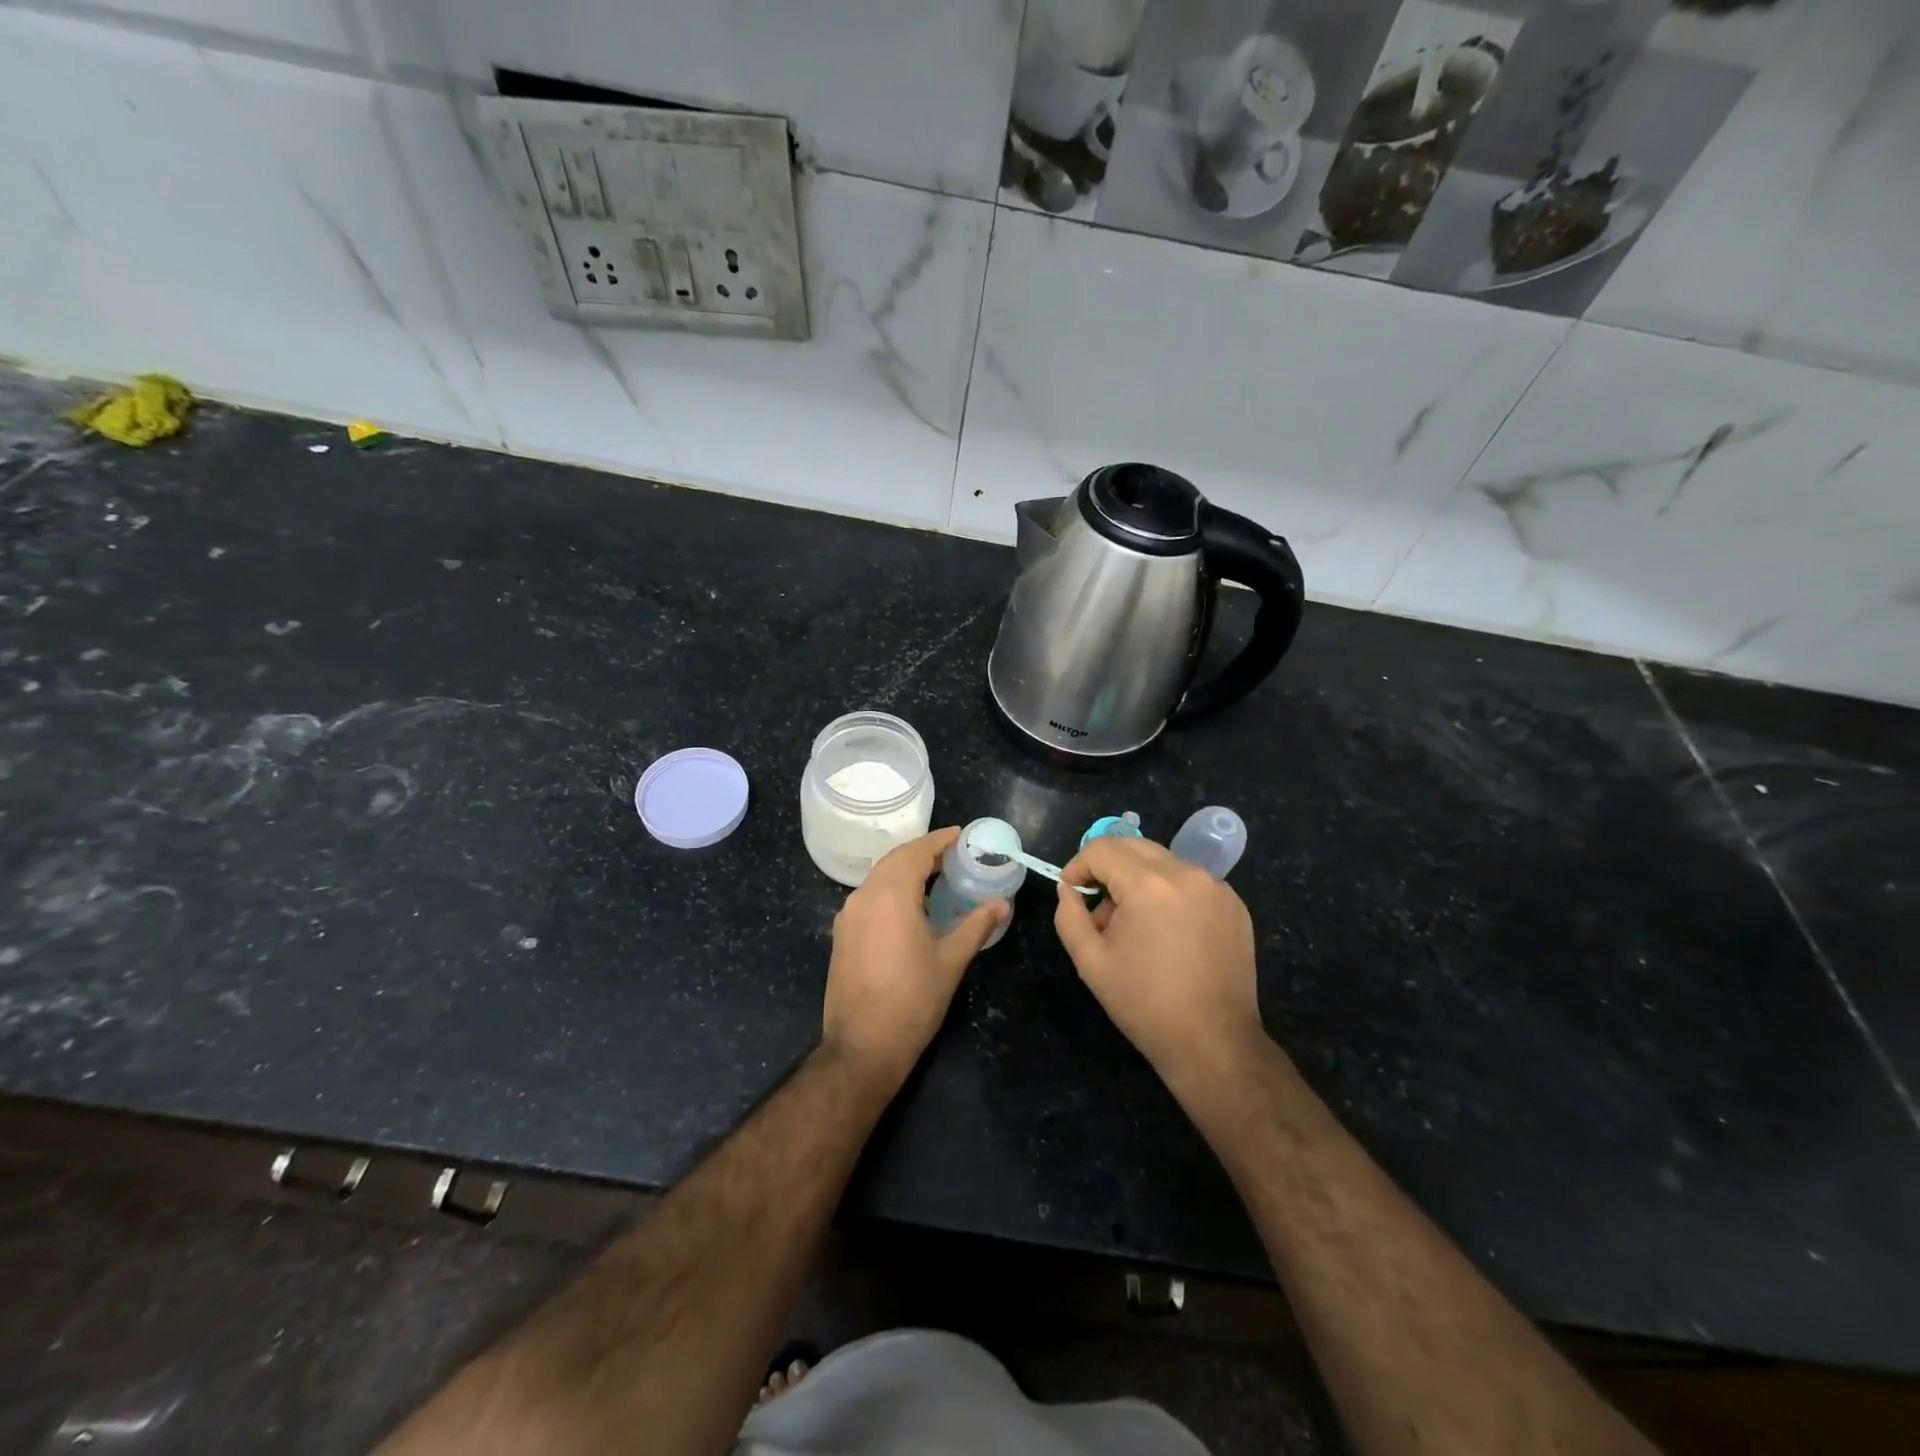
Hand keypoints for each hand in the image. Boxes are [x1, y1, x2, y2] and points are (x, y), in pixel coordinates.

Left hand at [821, 827, 1008, 1088]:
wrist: (863, 1046)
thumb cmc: (913, 1000)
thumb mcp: (951, 960)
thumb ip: (976, 925)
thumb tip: (1002, 904)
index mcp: (891, 895)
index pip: (917, 852)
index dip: (940, 840)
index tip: (961, 835)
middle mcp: (865, 896)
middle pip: (895, 859)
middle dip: (924, 852)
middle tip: (954, 855)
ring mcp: (848, 915)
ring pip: (879, 877)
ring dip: (906, 869)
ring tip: (937, 876)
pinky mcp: (842, 934)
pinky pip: (869, 896)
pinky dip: (891, 888)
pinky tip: (911, 904)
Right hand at [1055, 836, 1264, 1087]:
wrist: (1214, 1043)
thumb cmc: (1145, 1004)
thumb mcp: (1090, 962)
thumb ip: (1069, 916)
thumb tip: (1068, 889)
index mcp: (1149, 885)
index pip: (1102, 848)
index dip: (1078, 865)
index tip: (1072, 892)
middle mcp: (1186, 874)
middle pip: (1134, 846)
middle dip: (1108, 867)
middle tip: (1100, 906)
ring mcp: (1216, 887)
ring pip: (1163, 862)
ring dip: (1139, 880)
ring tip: (1135, 925)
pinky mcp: (1235, 904)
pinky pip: (1190, 881)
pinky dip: (1170, 893)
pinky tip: (1168, 933)